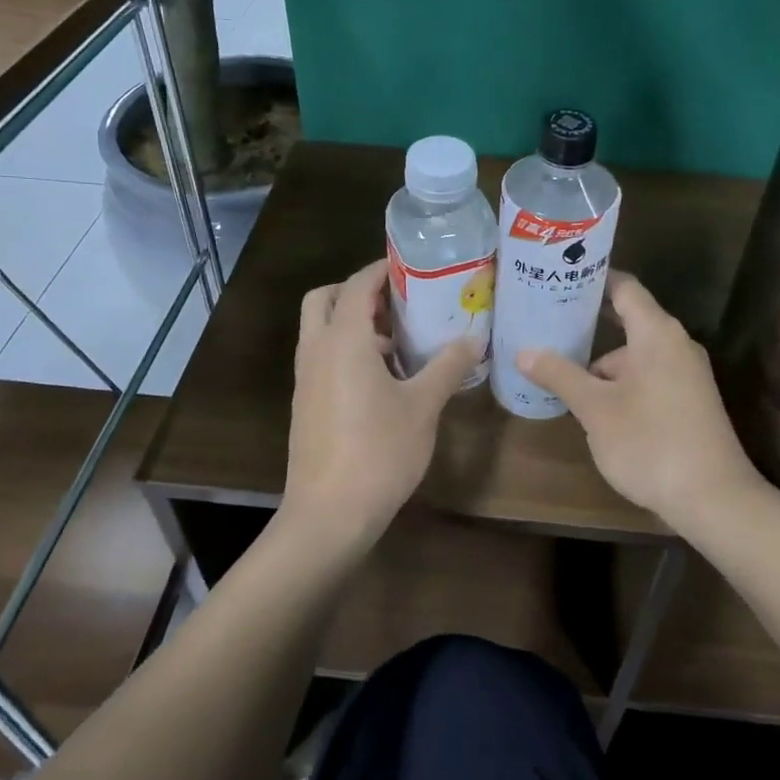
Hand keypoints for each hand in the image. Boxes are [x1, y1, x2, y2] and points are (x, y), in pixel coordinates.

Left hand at [283, 260, 477, 552]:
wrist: (328, 514)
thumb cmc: (379, 452)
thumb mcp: (423, 406)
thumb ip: (448, 366)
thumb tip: (474, 339)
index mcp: (344, 340)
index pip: (358, 284)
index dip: (383, 269)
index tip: (413, 265)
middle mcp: (316, 350)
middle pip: (326, 298)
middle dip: (357, 291)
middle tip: (398, 301)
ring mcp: (306, 378)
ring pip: (321, 329)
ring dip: (353, 322)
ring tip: (399, 340)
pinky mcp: (305, 402)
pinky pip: (322, 357)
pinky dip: (346, 350)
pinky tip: (383, 378)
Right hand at [516, 272, 762, 525]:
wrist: (713, 499)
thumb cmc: (650, 442)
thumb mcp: (595, 408)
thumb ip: (560, 375)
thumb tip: (524, 352)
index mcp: (657, 333)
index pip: (625, 287)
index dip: (594, 278)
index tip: (561, 275)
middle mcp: (677, 345)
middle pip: (629, 321)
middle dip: (589, 324)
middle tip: (547, 322)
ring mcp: (688, 375)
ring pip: (637, 355)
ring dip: (602, 363)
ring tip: (562, 373)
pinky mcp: (691, 402)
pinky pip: (650, 376)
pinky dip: (622, 382)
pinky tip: (595, 405)